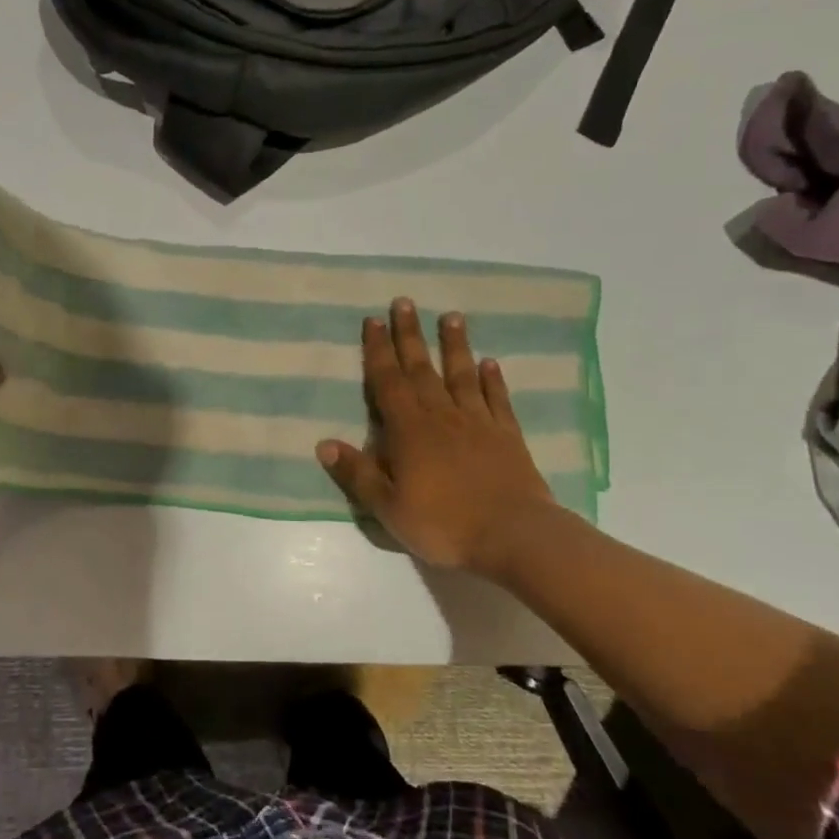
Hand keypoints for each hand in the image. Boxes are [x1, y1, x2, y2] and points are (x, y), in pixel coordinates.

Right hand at [316, 298, 559, 576]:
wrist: (514, 536)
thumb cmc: (444, 523)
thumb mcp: (388, 506)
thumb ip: (357, 474)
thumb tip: (323, 444)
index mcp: (409, 430)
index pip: (387, 381)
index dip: (377, 350)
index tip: (372, 320)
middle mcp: (441, 416)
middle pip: (421, 368)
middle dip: (409, 335)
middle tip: (404, 302)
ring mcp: (477, 423)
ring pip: (461, 375)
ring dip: (454, 345)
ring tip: (451, 316)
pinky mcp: (506, 436)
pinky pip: (496, 400)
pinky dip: (491, 379)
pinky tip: (489, 363)